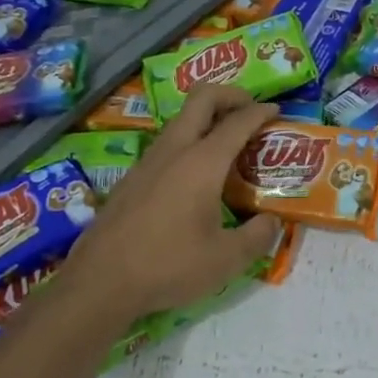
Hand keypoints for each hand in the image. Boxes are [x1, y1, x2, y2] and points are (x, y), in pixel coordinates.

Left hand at [59, 86, 283, 318]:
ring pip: (181, 119)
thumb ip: (257, 236)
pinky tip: (196, 175)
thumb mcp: (226, 259)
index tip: (277, 112)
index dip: (261, 112)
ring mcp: (148, 161)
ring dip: (207, 118)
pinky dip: (190, 141)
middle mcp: (175, 150)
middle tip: (250, 111)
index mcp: (203, 162)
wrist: (100, 281)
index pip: (238, 121)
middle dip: (231, 95)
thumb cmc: (168, 266)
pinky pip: (168, 143)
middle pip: (202, 98)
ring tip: (228, 144)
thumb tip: (272, 222)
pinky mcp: (132, 177)